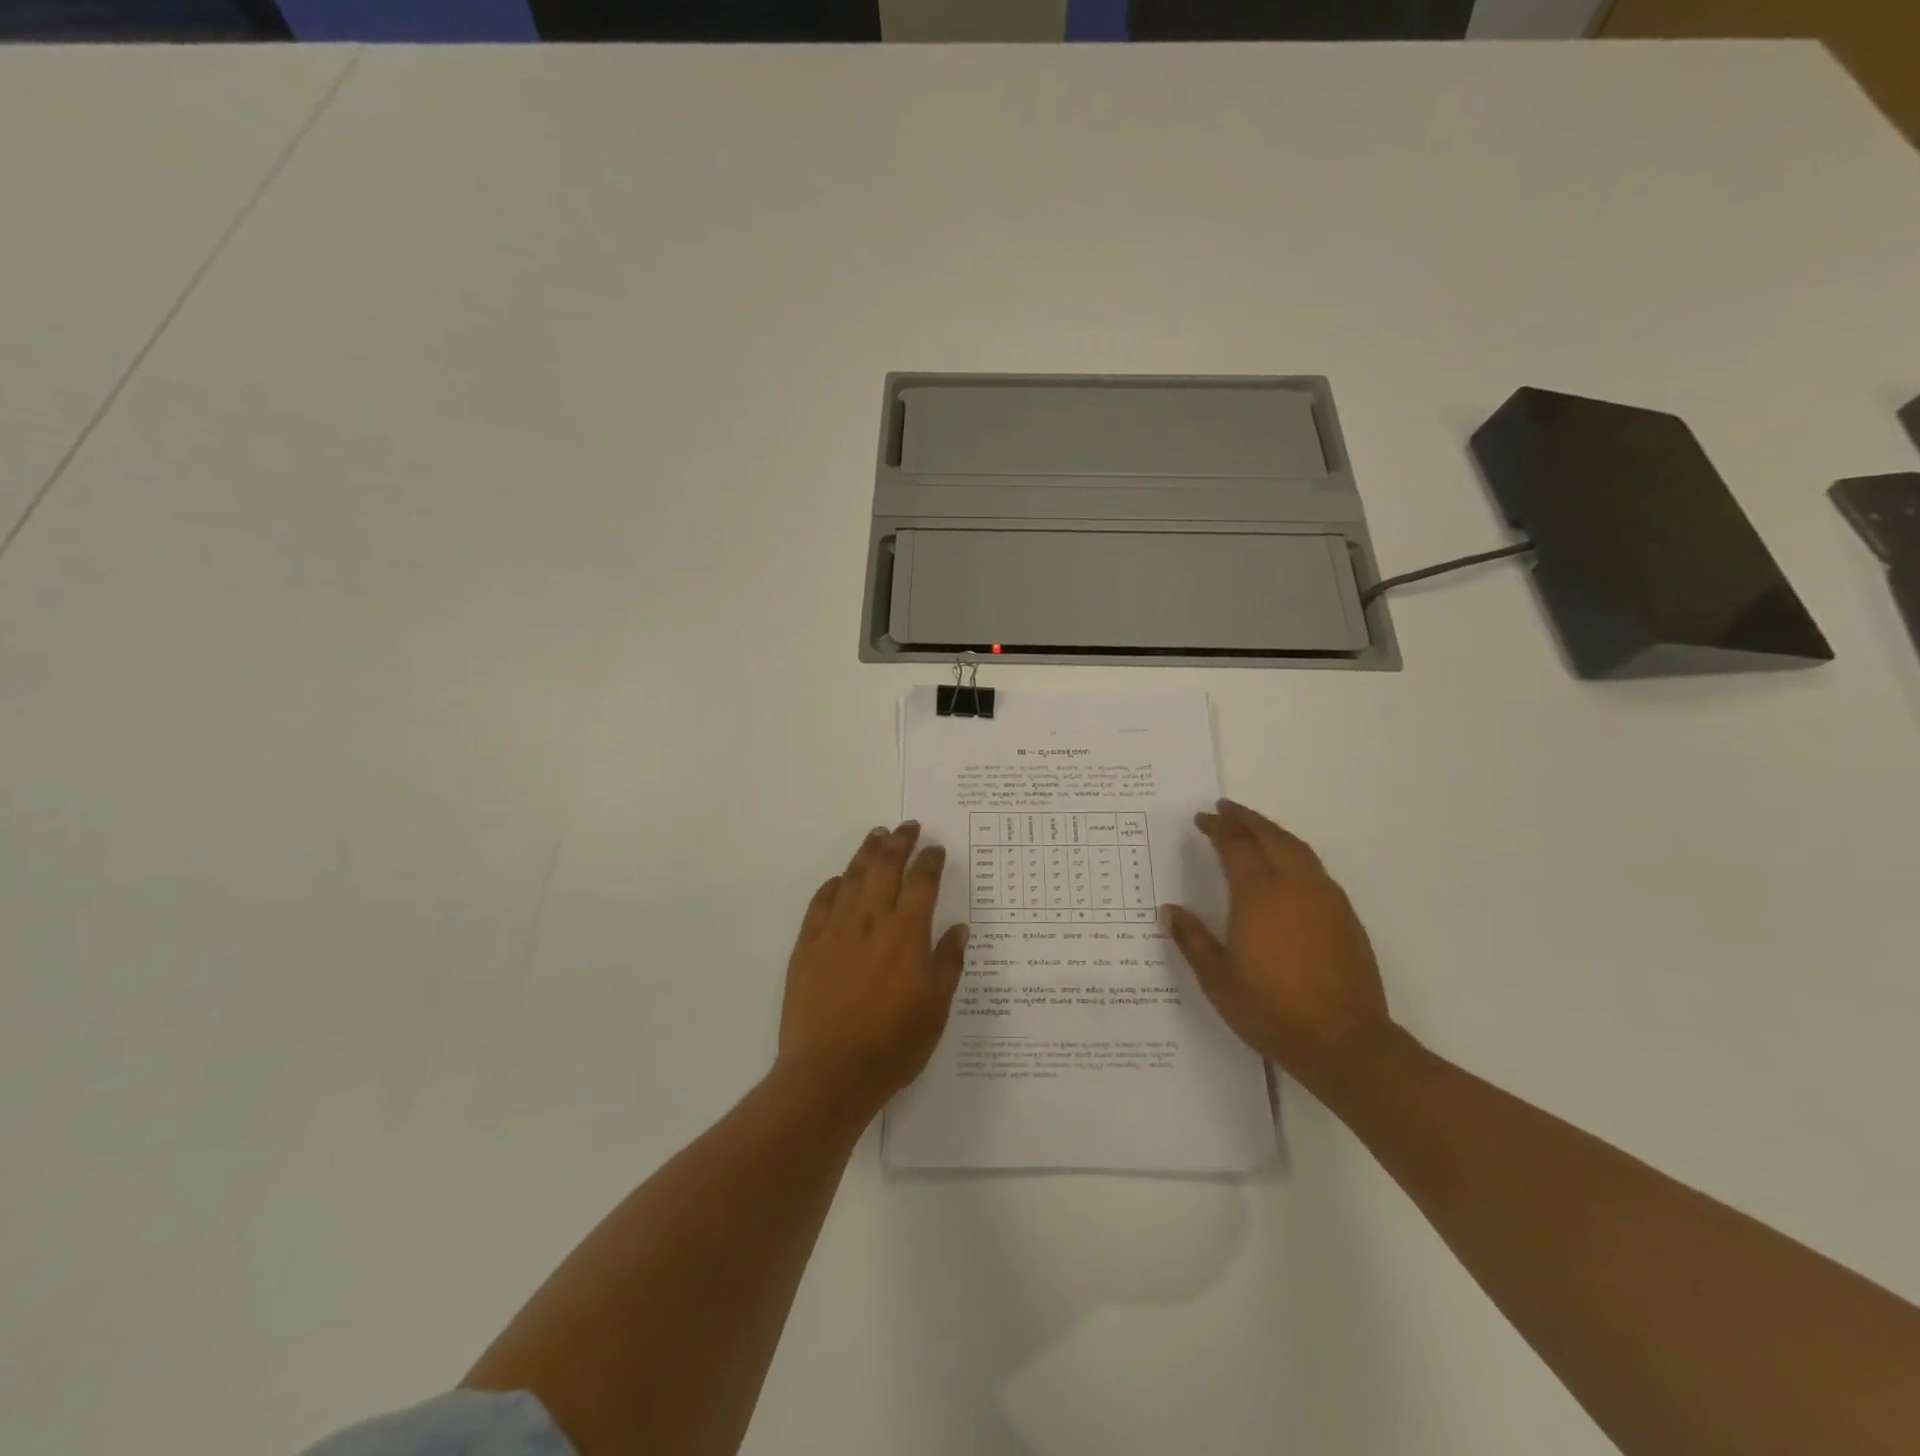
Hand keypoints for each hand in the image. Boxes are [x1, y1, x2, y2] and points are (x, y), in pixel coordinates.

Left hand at [778, 822, 968, 1115]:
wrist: (829, 1072)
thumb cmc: (893, 1044)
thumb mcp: (936, 1008)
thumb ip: (948, 963)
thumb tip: (959, 928)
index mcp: (907, 933)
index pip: (922, 882)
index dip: (929, 860)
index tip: (935, 848)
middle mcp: (871, 920)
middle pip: (885, 867)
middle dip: (898, 842)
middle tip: (907, 826)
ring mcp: (835, 930)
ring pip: (852, 877)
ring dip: (866, 852)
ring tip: (876, 835)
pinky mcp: (807, 945)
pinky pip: (821, 903)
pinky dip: (833, 886)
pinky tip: (839, 880)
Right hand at [1162, 800, 1395, 1091]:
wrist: (1345, 1043)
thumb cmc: (1271, 1010)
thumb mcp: (1218, 979)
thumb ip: (1193, 939)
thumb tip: (1171, 910)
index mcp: (1259, 896)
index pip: (1236, 846)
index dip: (1218, 828)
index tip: (1202, 819)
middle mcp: (1295, 887)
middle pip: (1270, 837)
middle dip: (1246, 819)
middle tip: (1225, 808)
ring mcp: (1325, 899)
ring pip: (1298, 848)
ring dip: (1273, 832)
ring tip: (1254, 828)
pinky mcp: (1345, 916)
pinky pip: (1315, 869)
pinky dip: (1294, 853)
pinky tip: (1286, 867)